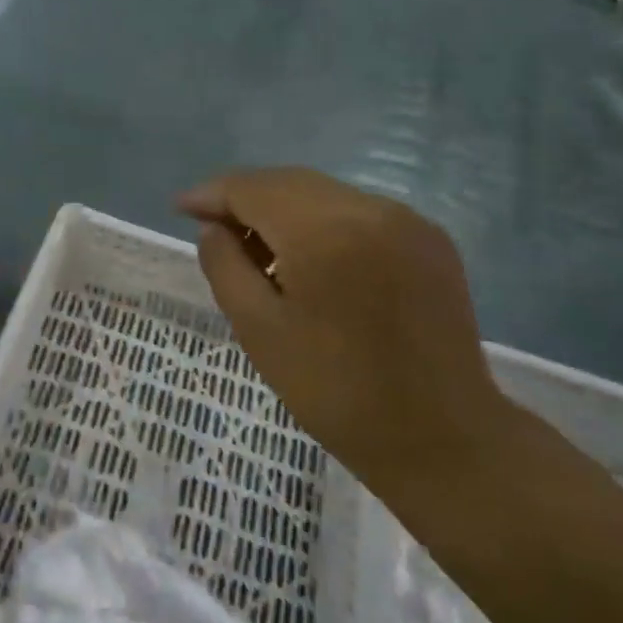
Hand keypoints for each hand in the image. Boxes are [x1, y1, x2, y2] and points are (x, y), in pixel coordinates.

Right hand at [179, 168, 514, 498]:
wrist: (441, 439)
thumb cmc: (336, 392)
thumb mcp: (259, 330)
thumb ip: (224, 266)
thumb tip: (214, 228)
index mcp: (326, 232)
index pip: (254, 189)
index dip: (212, 194)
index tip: (181, 208)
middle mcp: (370, 209)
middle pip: (289, 183)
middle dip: (245, 198)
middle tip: (213, 229)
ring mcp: (407, 220)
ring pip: (324, 194)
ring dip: (282, 209)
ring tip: (257, 248)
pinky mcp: (430, 239)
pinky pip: (358, 212)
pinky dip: (322, 222)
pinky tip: (308, 257)